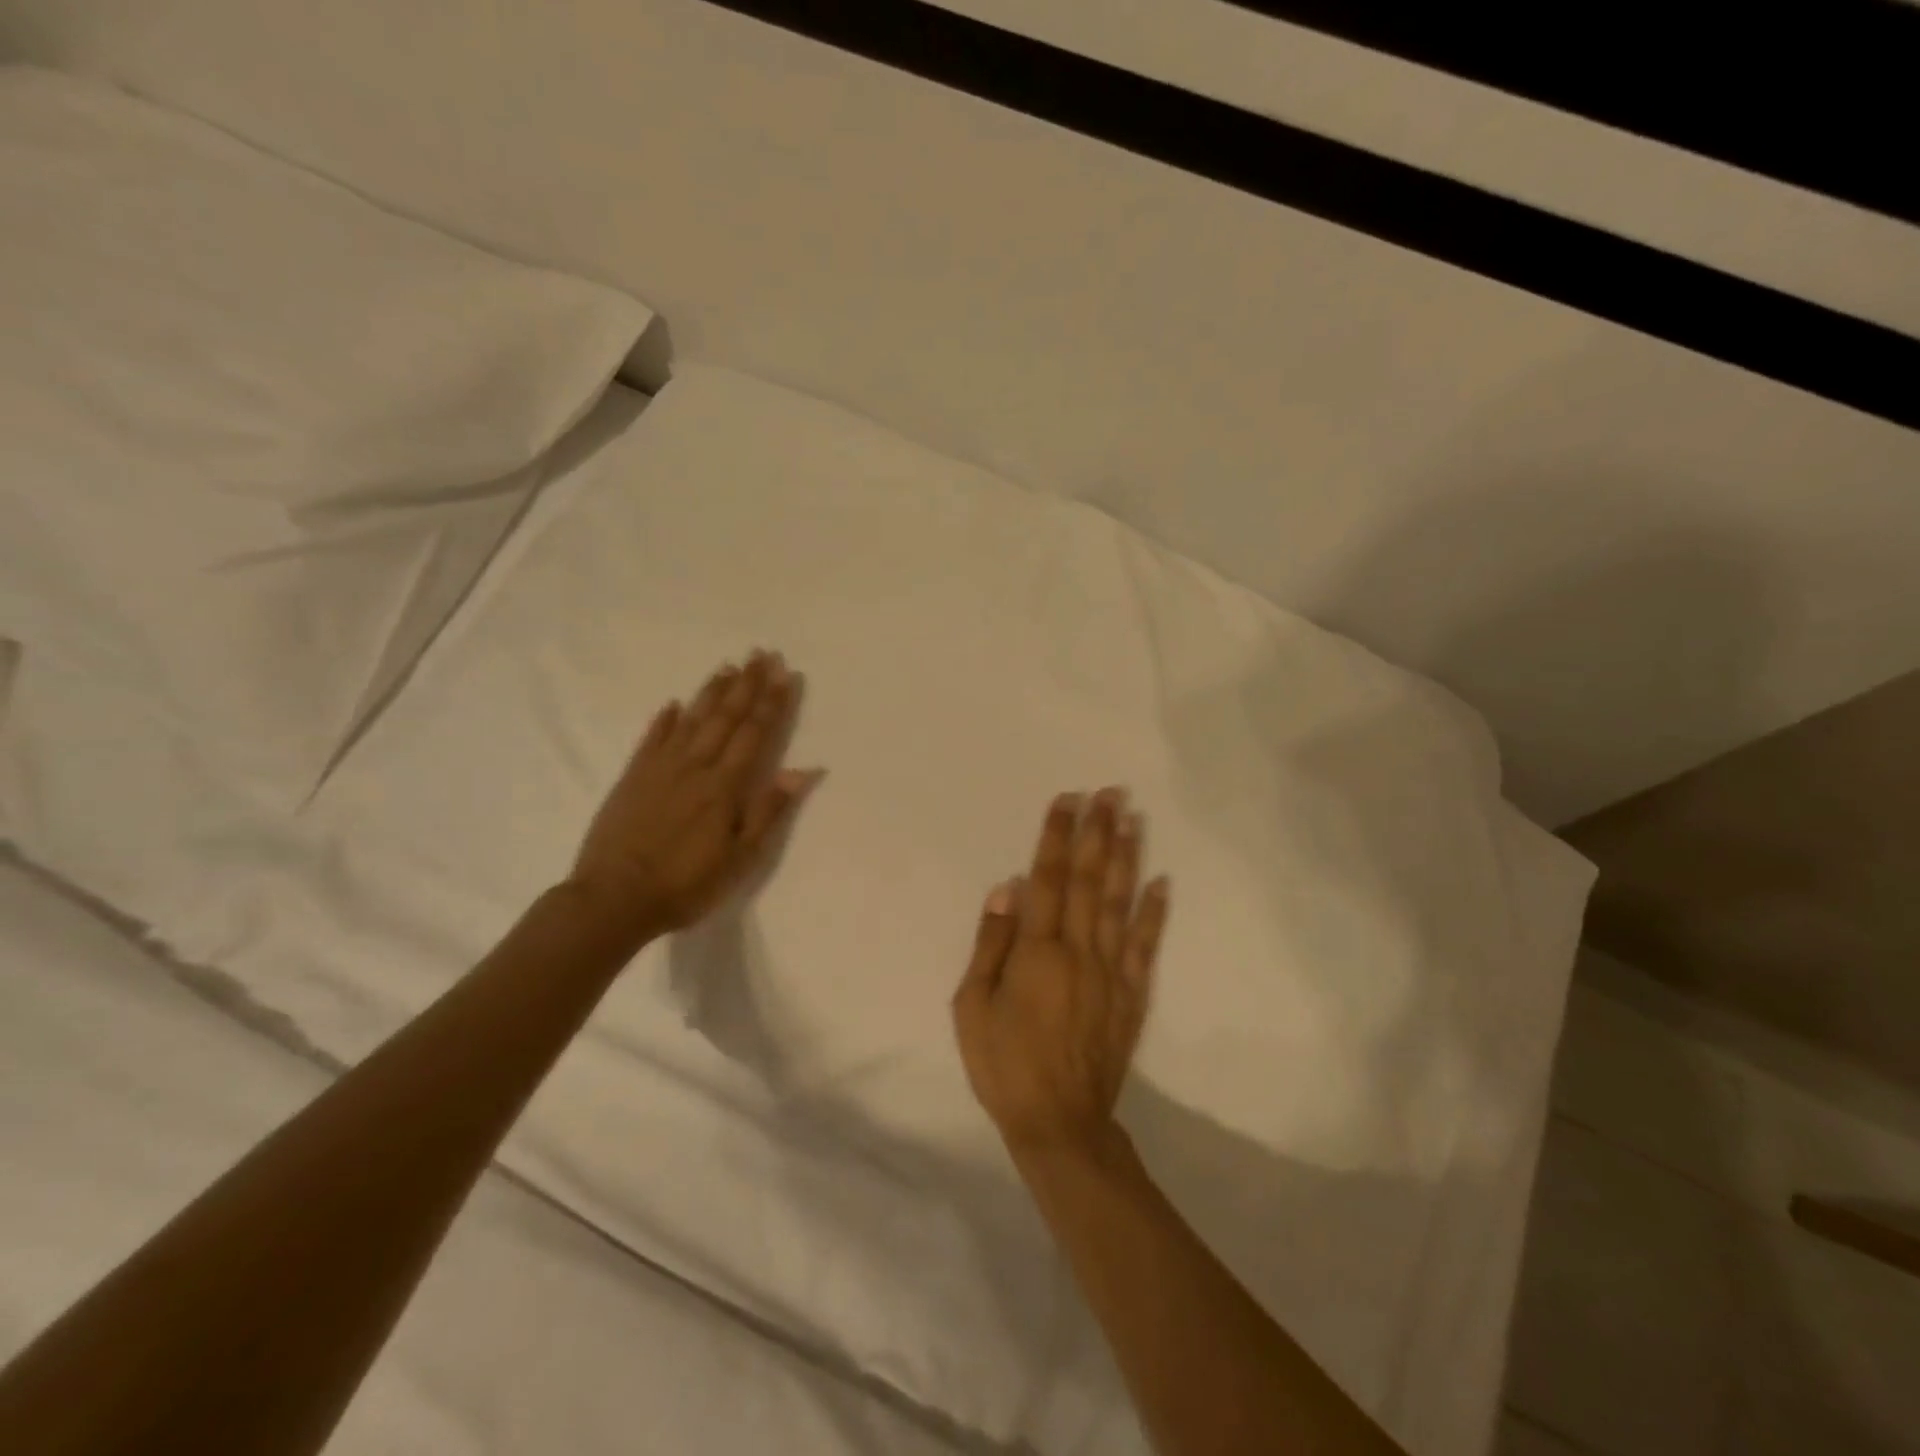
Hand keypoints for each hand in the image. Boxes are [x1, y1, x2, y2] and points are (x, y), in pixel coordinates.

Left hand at [568, 650, 822, 945]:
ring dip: (711, 692)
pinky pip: (652, 739)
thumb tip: (801, 770)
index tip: (785, 674)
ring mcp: (659, 769)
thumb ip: (769, 810)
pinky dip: (664, 719)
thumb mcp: (740, 858)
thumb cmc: (685, 884)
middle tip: (761, 654)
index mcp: (724, 786)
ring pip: (691, 720)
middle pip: (725, 717)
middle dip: (747, 685)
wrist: (613, 899)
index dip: (772, 703)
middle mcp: (694, 766)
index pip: (754, 733)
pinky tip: (674, 703)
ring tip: (728, 666)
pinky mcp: (632, 778)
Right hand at [952, 788, 1170, 1156]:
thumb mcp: (972, 1006)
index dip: (1057, 836)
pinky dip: (1155, 911)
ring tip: (1134, 818)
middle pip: (1091, 880)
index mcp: (1037, 951)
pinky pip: (1147, 946)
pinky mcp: (1132, 995)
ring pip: (1121, 903)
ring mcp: (1112, 972)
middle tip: (1111, 792)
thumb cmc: (1004, 1064)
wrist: (1059, 1123)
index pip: (1049, 879)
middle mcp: (1079, 951)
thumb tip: (1008, 888)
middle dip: (1098, 832)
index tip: (1068, 799)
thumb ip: (991, 943)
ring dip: (1127, 857)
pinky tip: (1162, 881)